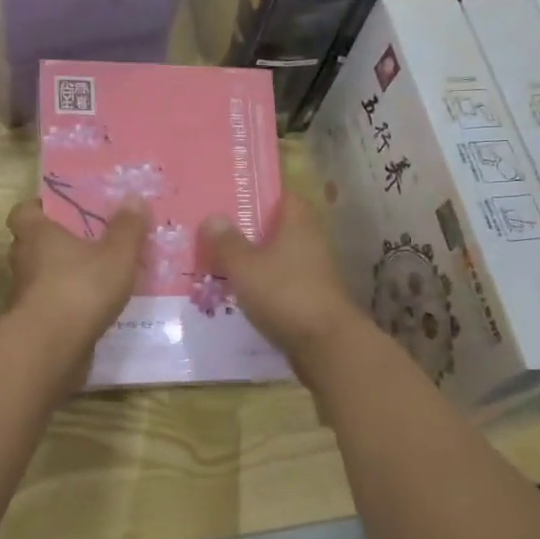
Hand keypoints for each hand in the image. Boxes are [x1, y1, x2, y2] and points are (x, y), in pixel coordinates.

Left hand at [5, 196, 148, 370]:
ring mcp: (25, 295)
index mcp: (37, 234)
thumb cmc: (81, 287)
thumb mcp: (117, 254)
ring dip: (61, 277)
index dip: (39, 209)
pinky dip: (66, 306)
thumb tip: (134, 198)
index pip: (24, 212)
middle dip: (56, 243)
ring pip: (41, 277)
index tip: (62, 211)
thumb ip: (127, 228)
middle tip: (86, 243)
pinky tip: (93, 310)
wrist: (52, 347)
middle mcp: (24, 261)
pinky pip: (50, 306)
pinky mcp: (33, 324)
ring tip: (96, 278)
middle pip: (32, 244)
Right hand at [200, 193, 363, 365]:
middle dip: (248, 230)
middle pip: (277, 227)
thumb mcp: (245, 266)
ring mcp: (314, 271)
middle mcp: (311, 241)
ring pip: (277, 257)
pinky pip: (280, 284)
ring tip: (218, 264)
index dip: (258, 193)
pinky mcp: (311, 299)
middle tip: (214, 233)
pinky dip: (262, 286)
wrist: (326, 345)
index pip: (281, 194)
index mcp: (299, 221)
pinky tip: (238, 294)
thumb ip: (227, 242)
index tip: (230, 197)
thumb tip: (213, 217)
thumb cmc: (285, 294)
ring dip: (253, 261)